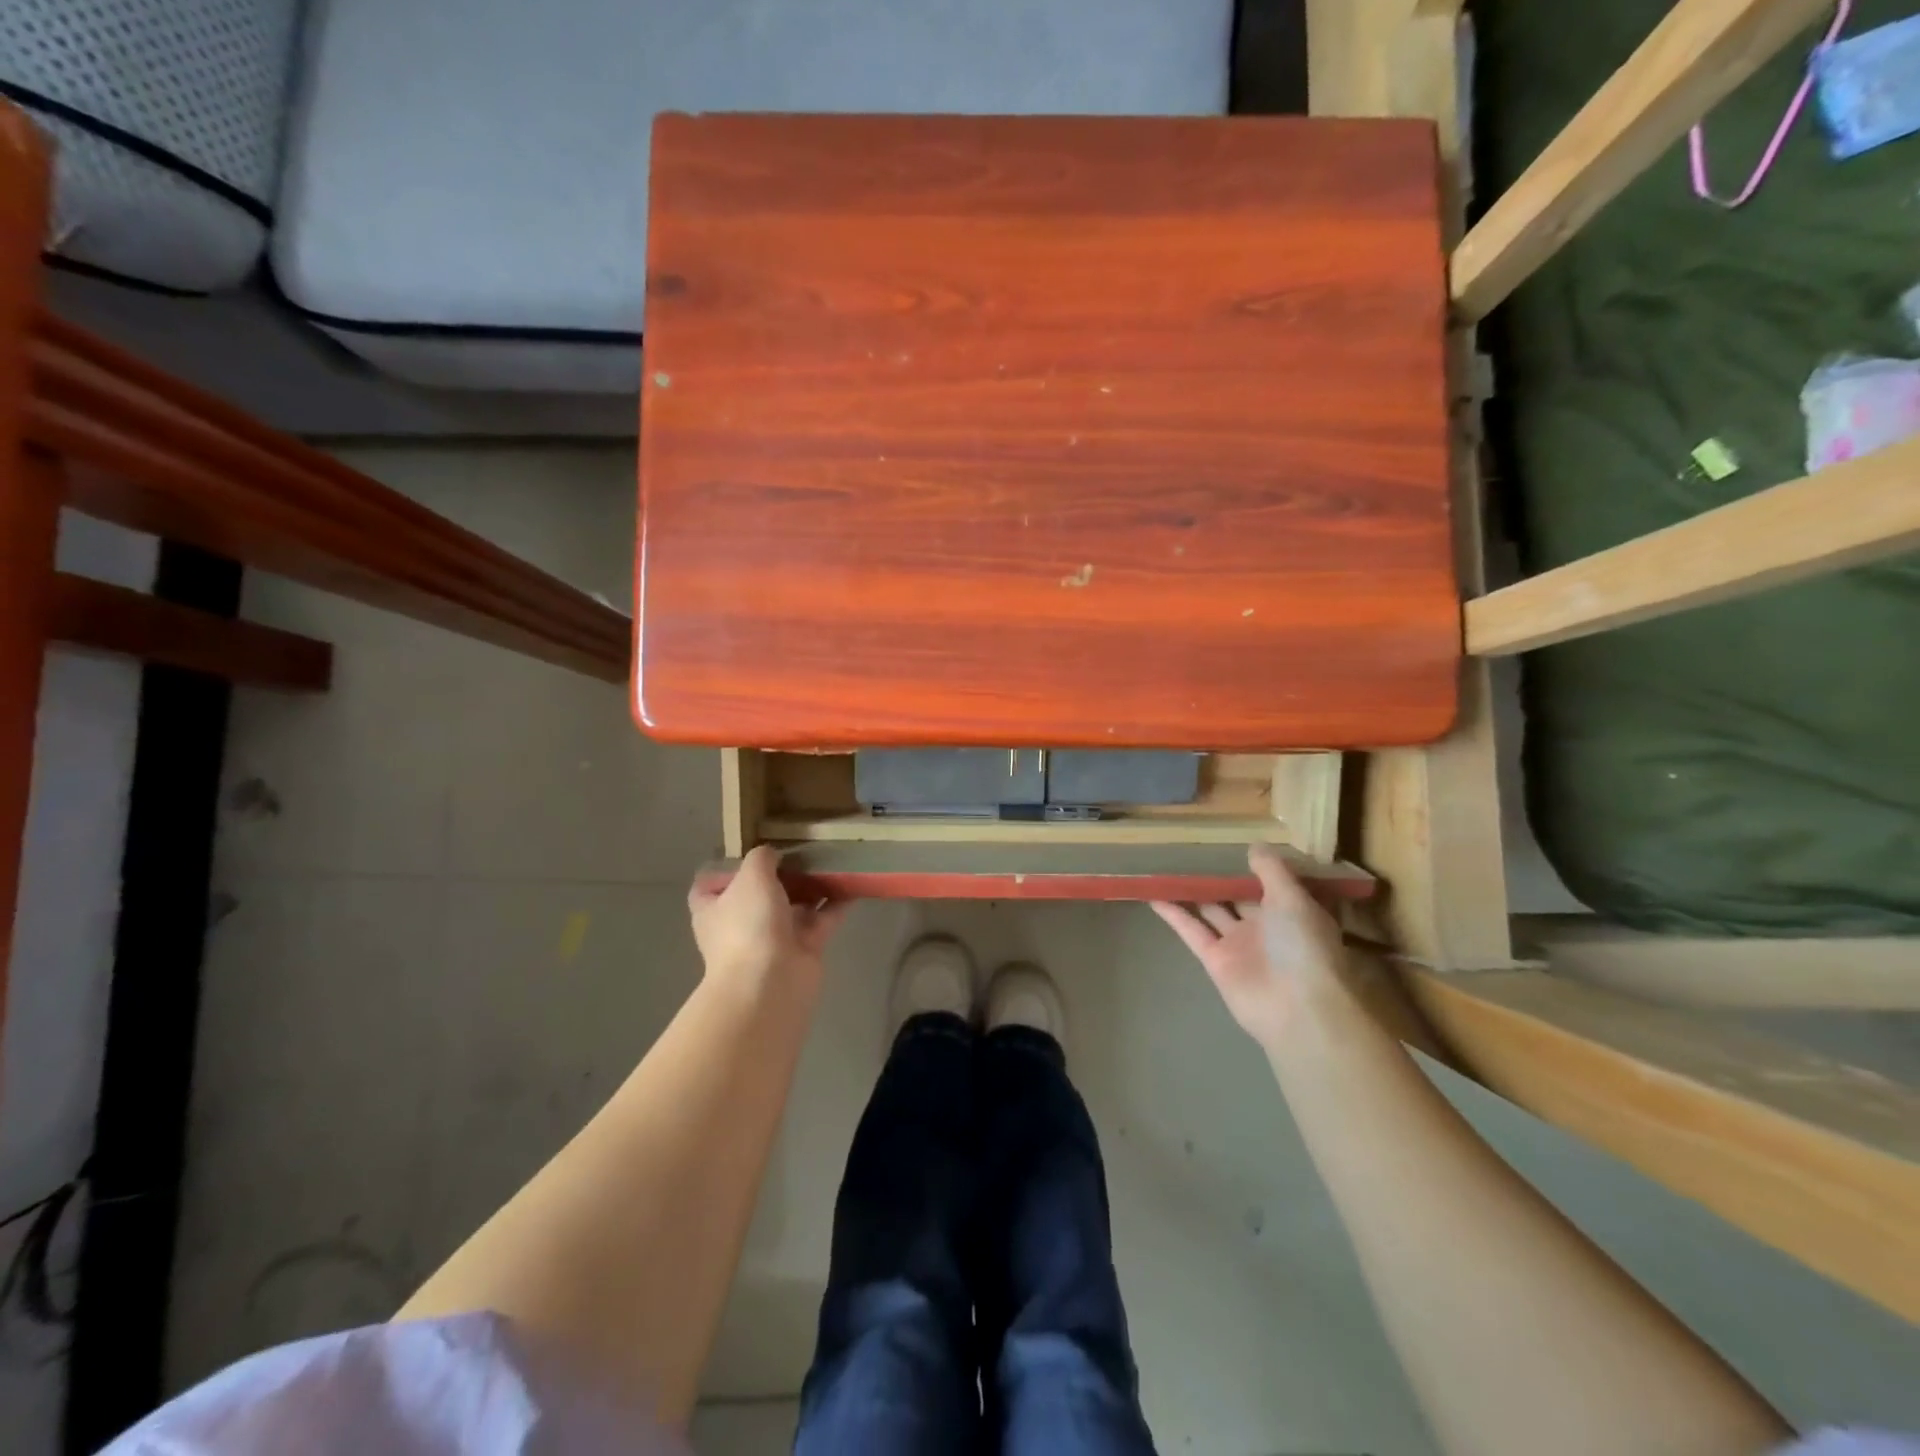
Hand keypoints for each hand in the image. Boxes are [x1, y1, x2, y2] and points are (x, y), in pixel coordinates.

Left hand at [688, 846, 848, 1006]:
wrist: (771, 983)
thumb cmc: (749, 924)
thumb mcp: (751, 876)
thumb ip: (762, 857)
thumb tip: (773, 856)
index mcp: (714, 908)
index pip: (709, 886)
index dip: (727, 869)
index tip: (749, 853)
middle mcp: (741, 923)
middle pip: (759, 893)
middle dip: (780, 873)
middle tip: (803, 849)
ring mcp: (774, 938)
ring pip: (794, 905)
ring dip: (811, 886)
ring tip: (832, 858)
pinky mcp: (804, 948)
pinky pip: (823, 919)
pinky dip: (837, 903)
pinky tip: (852, 882)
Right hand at [1151, 844, 1346, 1053]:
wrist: (1298, 1009)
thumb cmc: (1304, 947)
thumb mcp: (1294, 899)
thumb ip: (1272, 871)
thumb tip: (1253, 846)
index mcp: (1291, 912)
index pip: (1269, 884)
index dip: (1251, 866)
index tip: (1231, 843)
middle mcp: (1265, 928)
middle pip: (1237, 897)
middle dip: (1219, 878)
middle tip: (1192, 850)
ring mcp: (1238, 945)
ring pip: (1211, 911)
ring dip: (1192, 893)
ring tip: (1168, 868)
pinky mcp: (1215, 960)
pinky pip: (1191, 930)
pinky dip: (1174, 913)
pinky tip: (1154, 894)